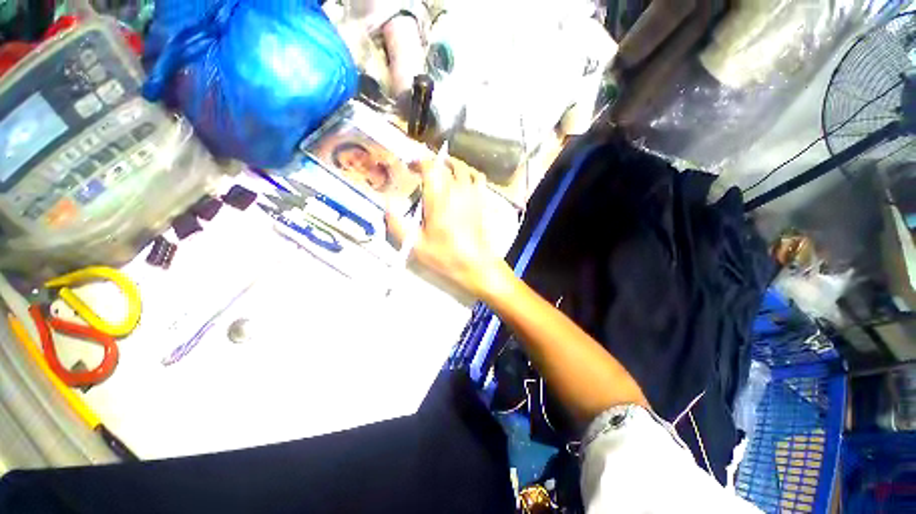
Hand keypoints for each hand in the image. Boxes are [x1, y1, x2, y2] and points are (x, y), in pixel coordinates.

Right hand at [385, 157, 509, 298]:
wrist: (475, 264)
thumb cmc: (445, 255)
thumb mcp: (416, 245)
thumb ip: (397, 224)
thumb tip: (386, 205)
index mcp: (438, 199)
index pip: (430, 167)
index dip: (419, 161)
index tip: (410, 166)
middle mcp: (456, 191)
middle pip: (445, 164)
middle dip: (431, 162)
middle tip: (421, 169)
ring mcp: (471, 194)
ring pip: (462, 167)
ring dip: (449, 164)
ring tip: (440, 169)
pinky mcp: (481, 200)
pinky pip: (477, 177)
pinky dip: (469, 172)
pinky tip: (462, 178)